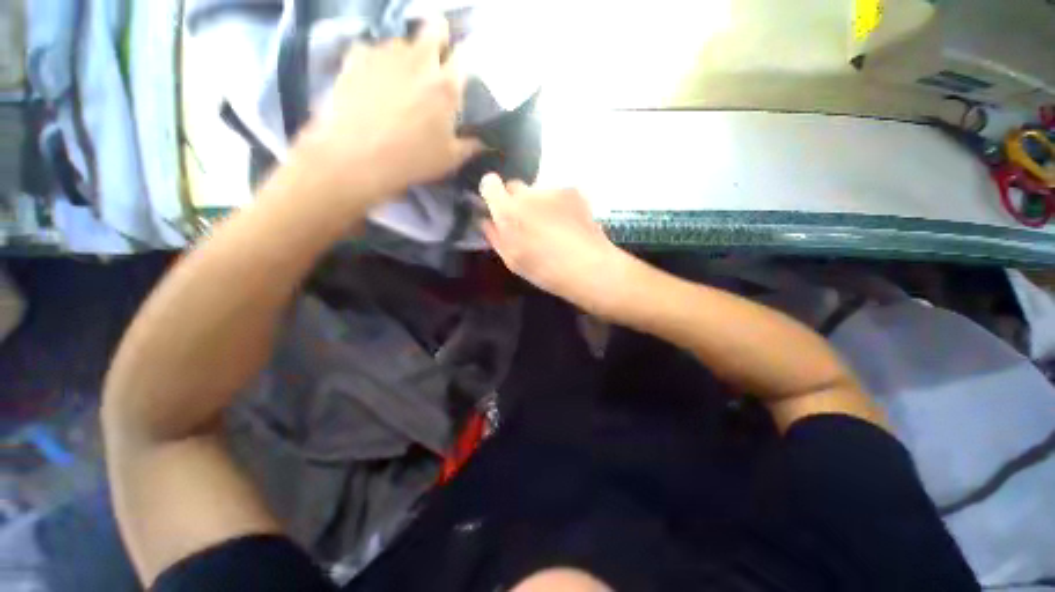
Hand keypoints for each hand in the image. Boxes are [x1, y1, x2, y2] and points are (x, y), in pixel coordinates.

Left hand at [295, 18, 480, 203]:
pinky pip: (372, 50)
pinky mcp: (356, 57)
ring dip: (407, 55)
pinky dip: (376, 61)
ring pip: (402, 41)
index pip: (463, 56)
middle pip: (434, 29)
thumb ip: (471, 146)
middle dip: (438, 39)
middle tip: (434, 62)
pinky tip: (373, 81)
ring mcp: (385, 54)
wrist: (357, 158)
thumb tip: (485, 142)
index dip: (463, 60)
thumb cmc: (413, 160)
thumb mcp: (450, 159)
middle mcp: (419, 60)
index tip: (459, 71)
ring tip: (401, 79)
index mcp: (446, 85)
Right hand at [480, 173, 630, 314]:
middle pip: (515, 186)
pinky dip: (559, 204)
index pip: (490, 183)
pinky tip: (569, 223)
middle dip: (516, 200)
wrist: (587, 267)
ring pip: (538, 191)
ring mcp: (553, 190)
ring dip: (539, 203)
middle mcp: (528, 193)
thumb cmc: (544, 270)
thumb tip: (487, 220)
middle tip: (527, 222)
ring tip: (553, 227)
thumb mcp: (512, 260)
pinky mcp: (574, 191)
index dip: (492, 192)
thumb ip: (495, 236)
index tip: (498, 205)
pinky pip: (558, 194)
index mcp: (507, 210)